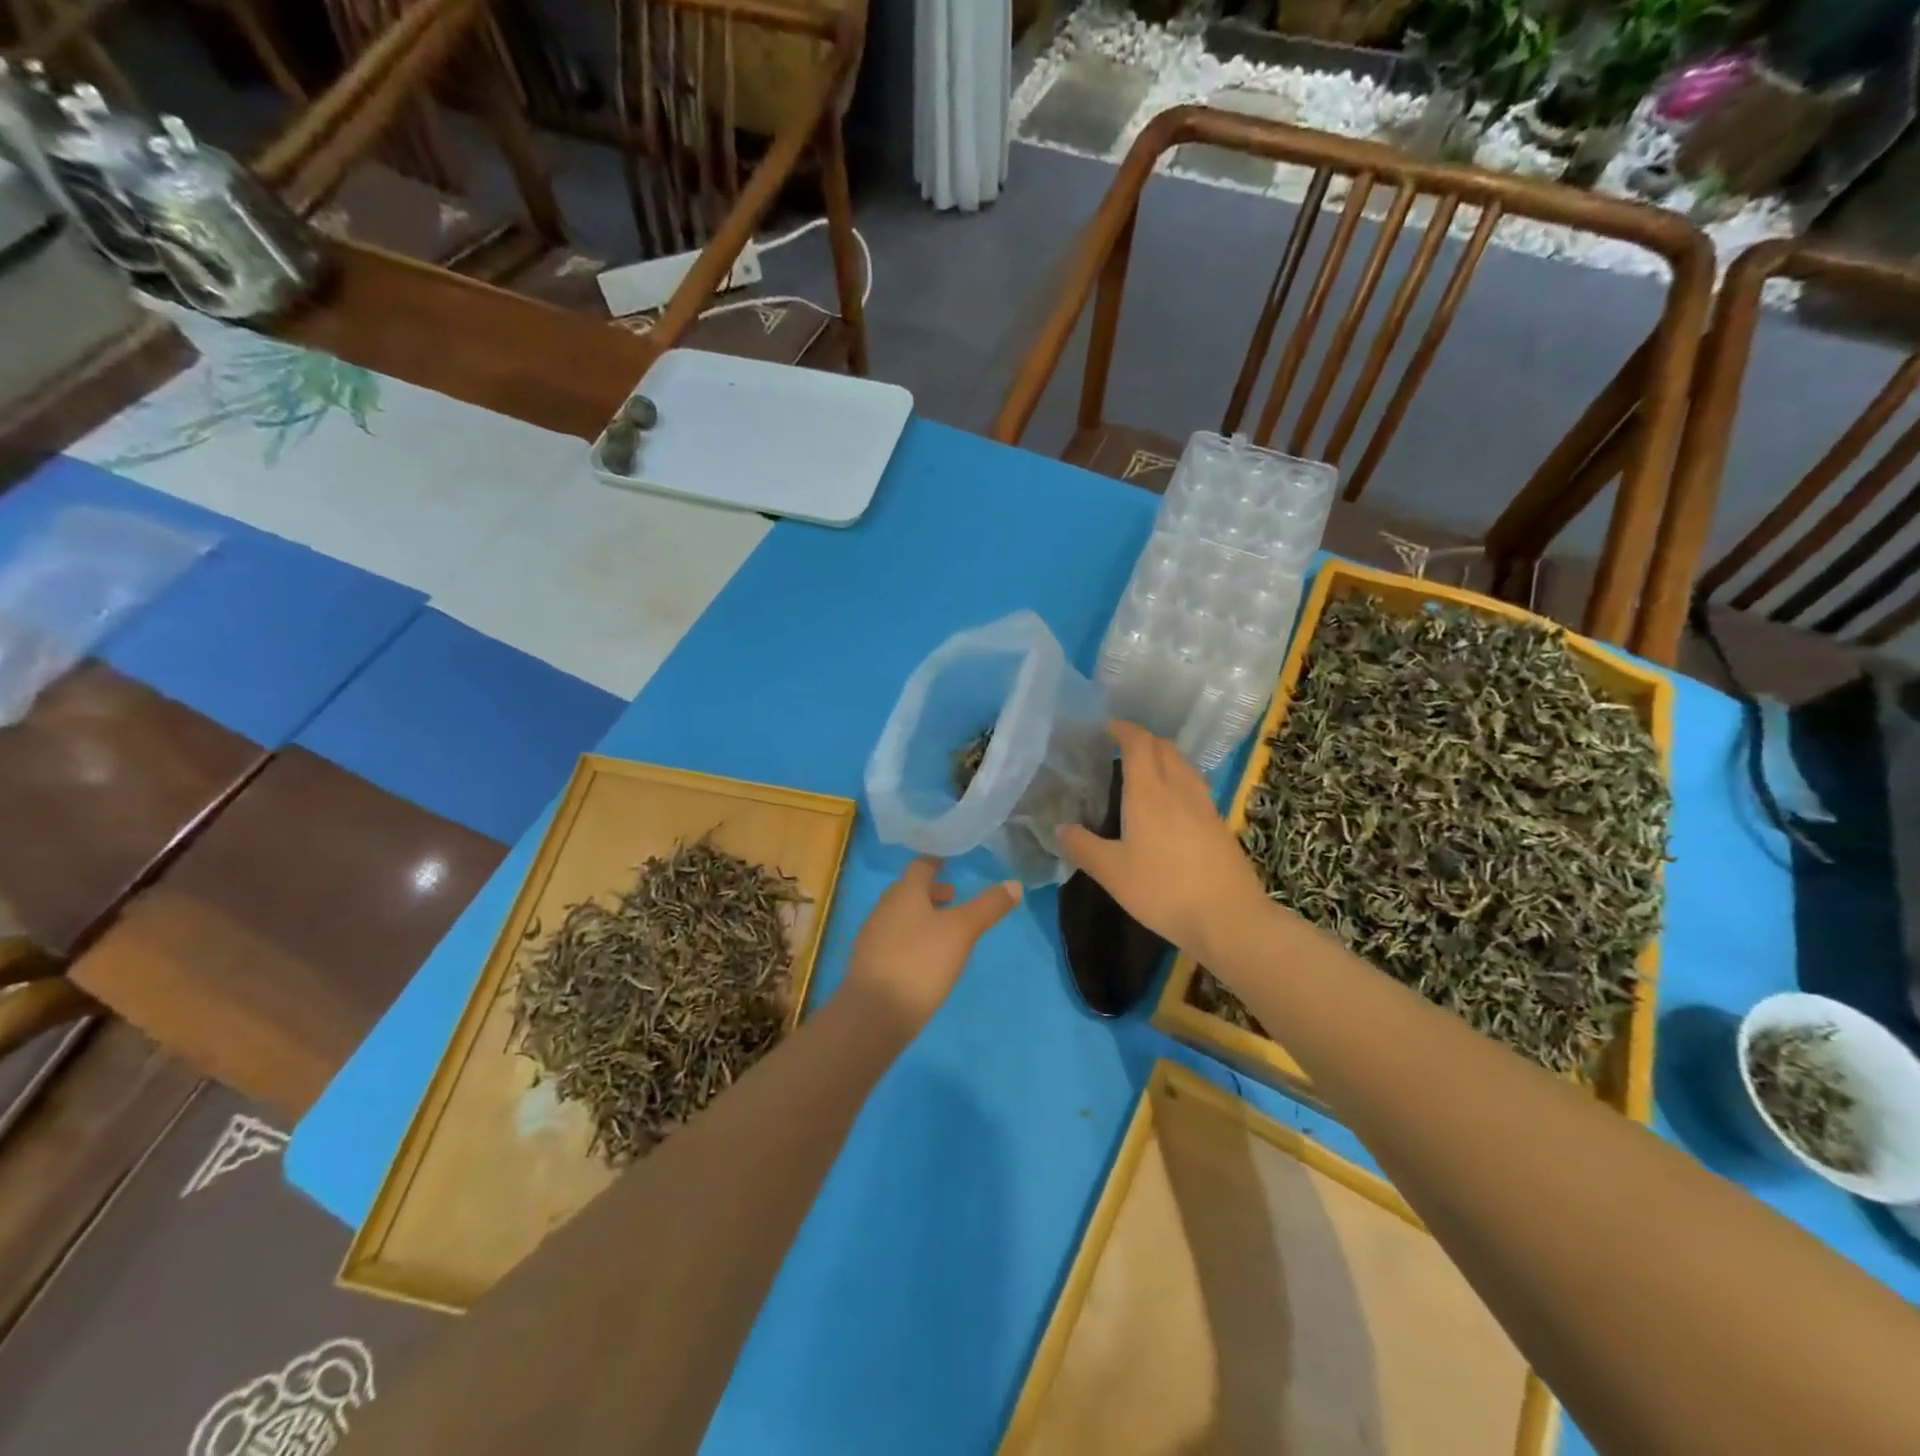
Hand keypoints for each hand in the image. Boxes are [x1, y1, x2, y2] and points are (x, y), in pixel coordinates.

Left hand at [842, 858, 1021, 1029]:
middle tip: (953, 899)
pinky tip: (924, 959)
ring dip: (920, 916)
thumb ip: (987, 907)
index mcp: (904, 893)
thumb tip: (1015, 884)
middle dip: (930, 892)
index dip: (934, 864)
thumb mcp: (962, 931)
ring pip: (899, 916)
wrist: (875, 1013)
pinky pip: (892, 940)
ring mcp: (872, 937)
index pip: (919, 867)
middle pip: (907, 891)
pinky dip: (910, 939)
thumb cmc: (921, 961)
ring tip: (942, 931)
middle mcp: (883, 908)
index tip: (948, 865)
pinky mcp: (869, 964)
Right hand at [1059, 720, 1266, 960]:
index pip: (1139, 744)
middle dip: (1144, 740)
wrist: (1227, 917)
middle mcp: (1179, 789)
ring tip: (1147, 772)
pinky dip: (1179, 780)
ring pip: (1184, 765)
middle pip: (1165, 748)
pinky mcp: (1219, 825)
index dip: (1124, 730)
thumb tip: (1060, 828)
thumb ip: (1082, 847)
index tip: (1108, 728)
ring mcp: (1204, 806)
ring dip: (1164, 758)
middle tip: (1122, 749)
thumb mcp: (1111, 873)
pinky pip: (1195, 786)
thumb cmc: (1162, 890)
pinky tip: (1172, 805)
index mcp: (1149, 793)